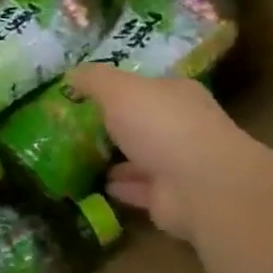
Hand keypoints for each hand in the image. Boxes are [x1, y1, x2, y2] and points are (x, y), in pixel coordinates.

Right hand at [66, 66, 247, 240]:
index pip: (148, 85)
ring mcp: (179, 164)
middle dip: (118, 124)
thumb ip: (94, 79)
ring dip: (119, 158)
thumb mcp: (119, 89)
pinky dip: (122, 186)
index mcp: (177, 94)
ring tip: (83, 156)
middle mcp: (182, 126)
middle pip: (145, 122)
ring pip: (142, 158)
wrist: (201, 186)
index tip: (90, 91)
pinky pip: (139, 189)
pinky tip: (99, 184)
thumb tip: (71, 74)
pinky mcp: (171, 198)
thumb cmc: (161, 125)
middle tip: (80, 125)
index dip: (120, 86)